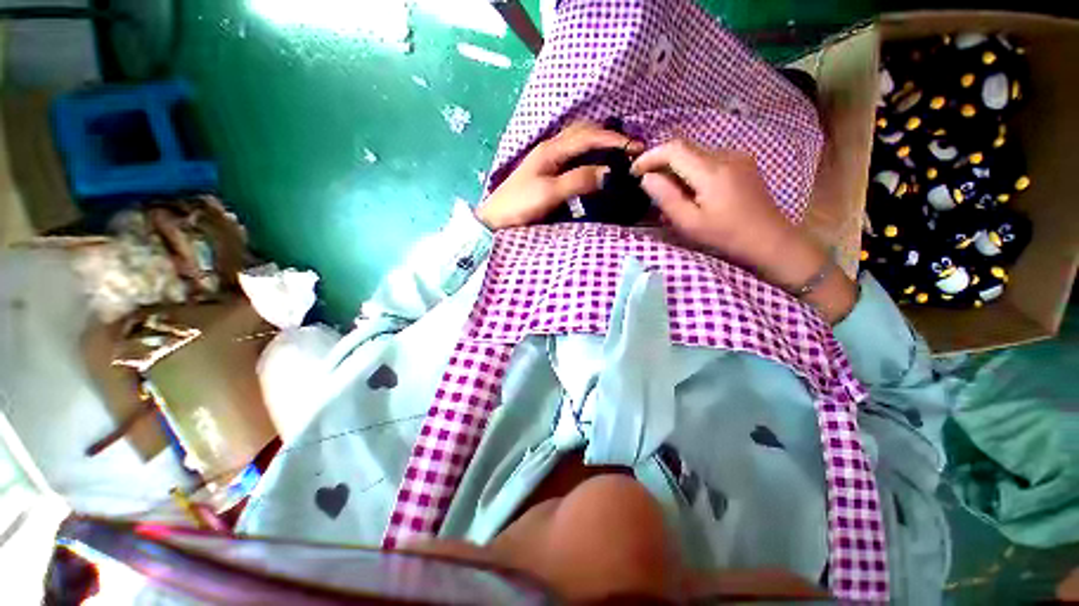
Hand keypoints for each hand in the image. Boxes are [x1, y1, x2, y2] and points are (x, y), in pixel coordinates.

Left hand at [477, 121, 643, 229]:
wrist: (496, 219)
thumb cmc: (520, 205)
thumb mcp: (550, 193)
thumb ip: (578, 180)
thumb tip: (609, 172)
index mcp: (552, 150)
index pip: (589, 136)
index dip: (614, 140)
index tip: (637, 147)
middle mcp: (550, 148)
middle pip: (584, 132)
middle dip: (609, 136)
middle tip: (629, 149)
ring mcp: (547, 159)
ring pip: (578, 141)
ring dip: (599, 143)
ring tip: (617, 154)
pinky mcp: (546, 171)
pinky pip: (573, 155)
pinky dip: (588, 154)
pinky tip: (595, 164)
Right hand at [631, 139, 856, 322]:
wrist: (770, 242)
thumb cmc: (726, 237)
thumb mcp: (689, 223)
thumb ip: (666, 197)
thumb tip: (647, 178)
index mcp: (712, 170)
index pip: (674, 148)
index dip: (650, 156)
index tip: (634, 171)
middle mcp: (726, 156)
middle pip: (685, 149)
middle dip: (661, 163)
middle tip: (647, 185)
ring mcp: (738, 158)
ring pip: (696, 155)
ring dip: (676, 169)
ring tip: (668, 194)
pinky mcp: (743, 165)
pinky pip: (709, 161)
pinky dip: (692, 172)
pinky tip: (690, 192)